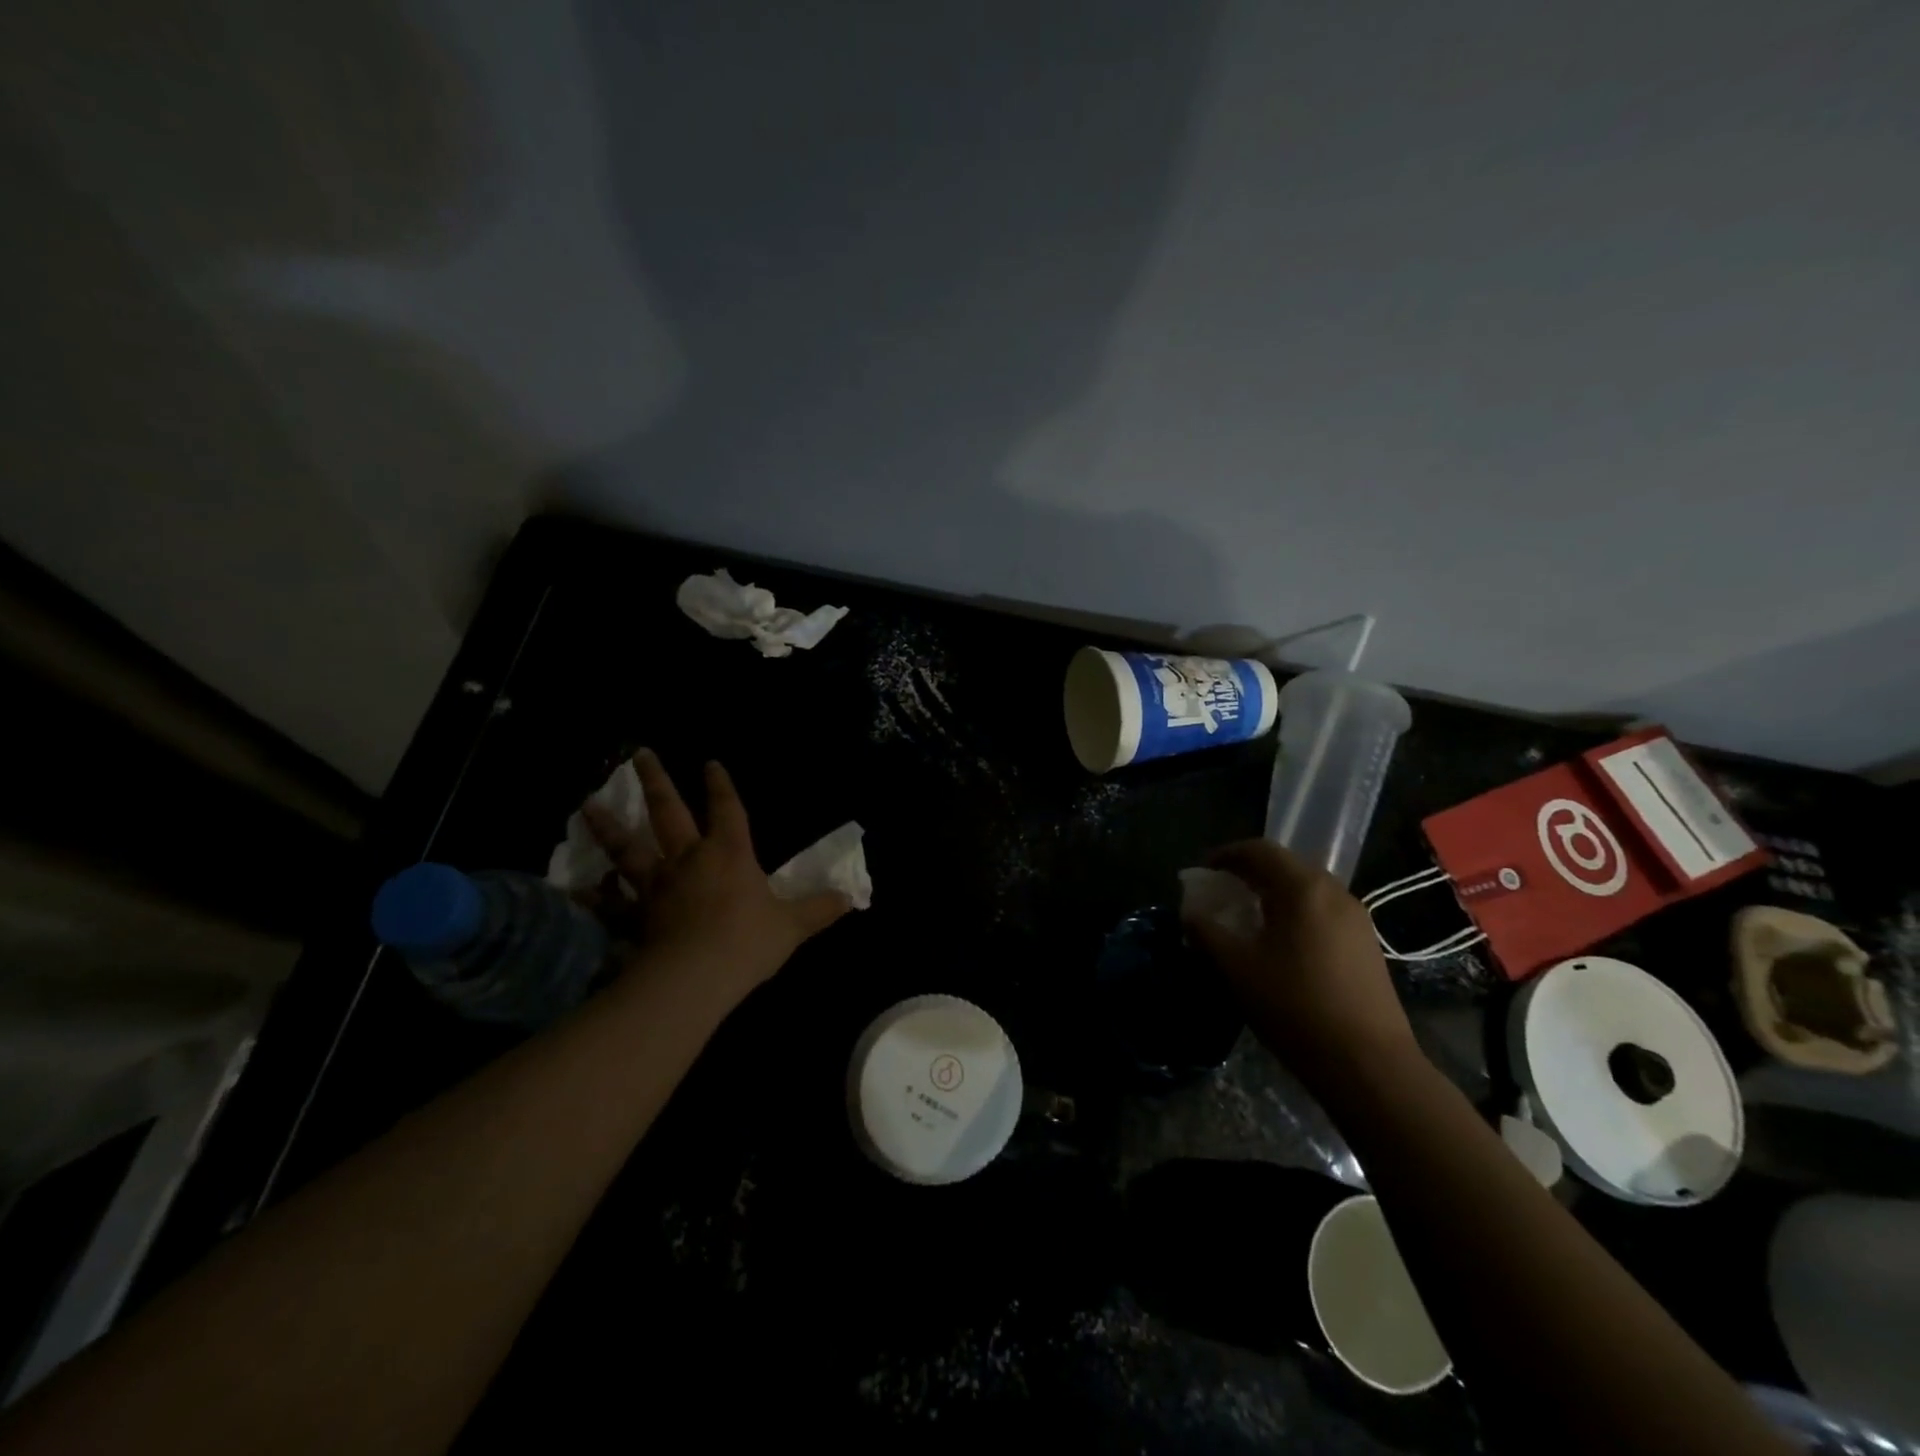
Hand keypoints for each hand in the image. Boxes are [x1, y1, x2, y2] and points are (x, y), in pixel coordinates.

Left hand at [581, 749, 849, 1007]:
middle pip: (668, 811)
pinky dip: (592, 895)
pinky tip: (575, 889)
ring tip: (588, 805)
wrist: (695, 977)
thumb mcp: (793, 926)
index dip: (720, 785)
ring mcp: (656, 885)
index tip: (710, 763)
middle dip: (656, 781)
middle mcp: (689, 859)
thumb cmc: (748, 942)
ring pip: (628, 848)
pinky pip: (610, 903)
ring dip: (609, 826)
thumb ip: (820, 909)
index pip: (727, 809)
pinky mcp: (635, 915)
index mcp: (729, 853)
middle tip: (639, 754)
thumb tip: (851, 897)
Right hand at [1183, 840, 1418, 1090]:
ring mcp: (1356, 917)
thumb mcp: (1237, 968)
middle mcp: (1333, 892)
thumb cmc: (1294, 1007)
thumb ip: (1207, 932)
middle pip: (1285, 864)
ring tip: (1248, 915)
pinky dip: (1295, 910)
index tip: (1203, 871)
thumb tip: (1190, 913)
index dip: (1225, 855)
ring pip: (1306, 887)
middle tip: (1222, 891)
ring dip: (1273, 891)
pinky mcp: (1366, 943)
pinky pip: (1322, 909)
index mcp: (1301, 888)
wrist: (1368, 1065)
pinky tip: (1281, 941)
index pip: (1258, 850)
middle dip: (1250, 871)